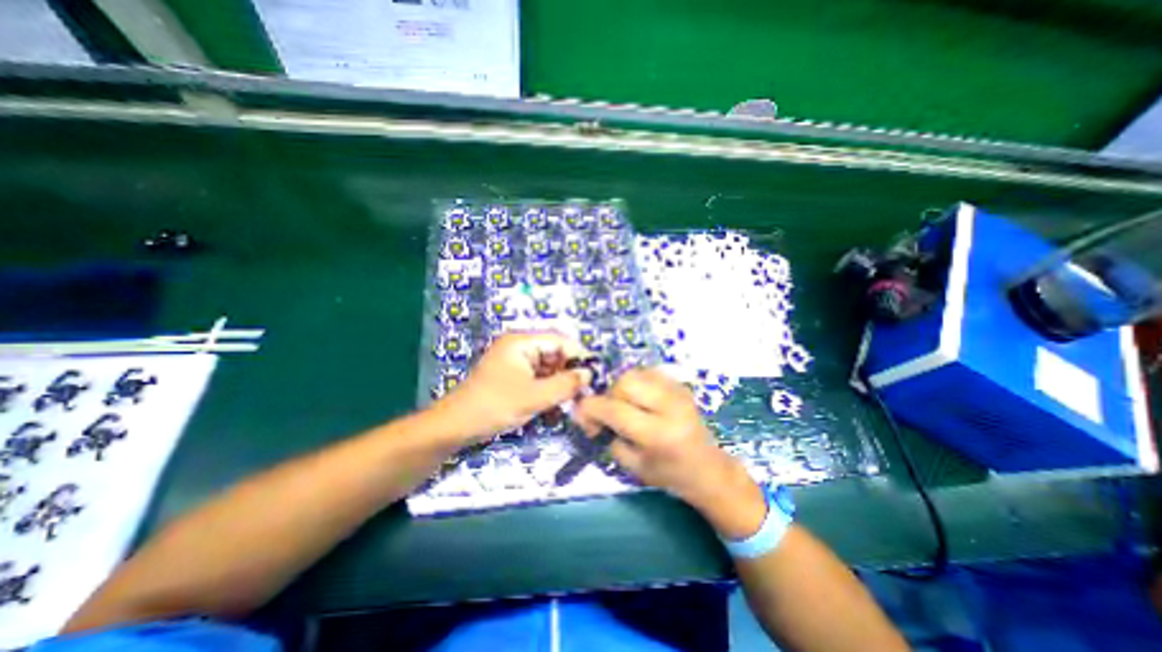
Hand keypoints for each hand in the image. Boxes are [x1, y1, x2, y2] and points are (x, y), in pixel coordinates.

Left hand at [442, 335, 592, 446]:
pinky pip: (536, 378)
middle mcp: (519, 347)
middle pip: (553, 354)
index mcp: (521, 342)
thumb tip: (588, 374)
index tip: (592, 376)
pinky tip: (552, 406)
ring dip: (558, 384)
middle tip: (580, 394)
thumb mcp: (535, 396)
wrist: (455, 426)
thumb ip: (565, 384)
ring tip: (568, 402)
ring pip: (547, 368)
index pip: (559, 341)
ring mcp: (514, 362)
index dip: (578, 356)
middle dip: (568, 372)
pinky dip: (546, 390)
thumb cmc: (495, 406)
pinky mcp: (512, 377)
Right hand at [573, 369, 768, 536]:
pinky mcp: (680, 385)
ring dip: (622, 389)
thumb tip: (590, 413)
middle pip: (625, 382)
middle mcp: (669, 406)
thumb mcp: (632, 466)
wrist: (708, 467)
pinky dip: (636, 384)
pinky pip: (647, 373)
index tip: (580, 414)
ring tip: (626, 406)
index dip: (590, 408)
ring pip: (635, 373)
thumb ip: (609, 436)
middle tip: (610, 414)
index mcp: (657, 434)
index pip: (614, 409)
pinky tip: (640, 400)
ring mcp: (677, 391)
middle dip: (610, 396)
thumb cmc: (669, 474)